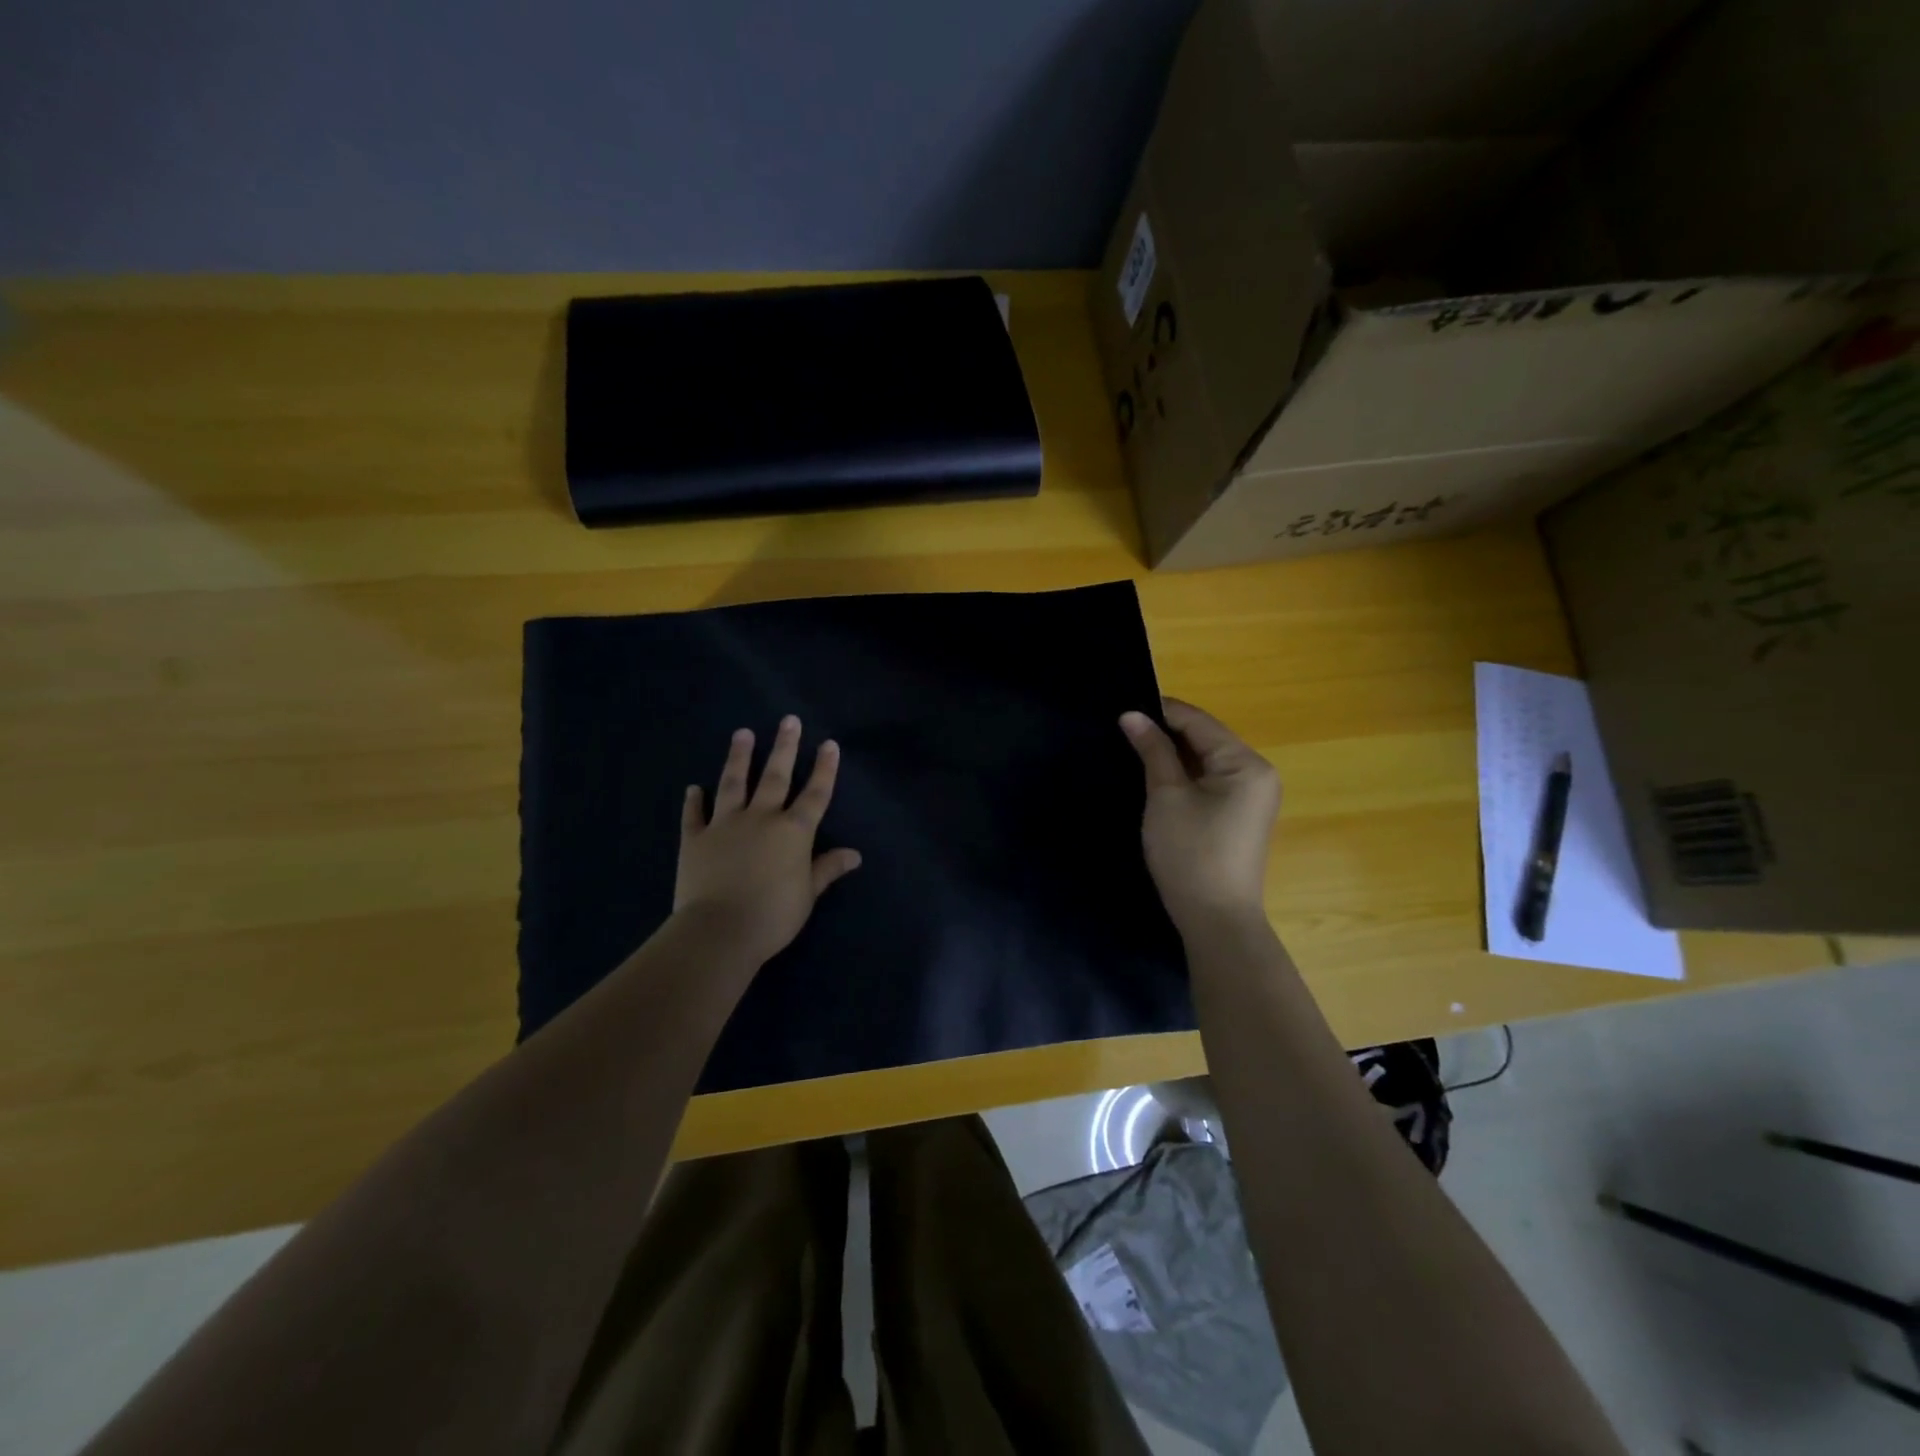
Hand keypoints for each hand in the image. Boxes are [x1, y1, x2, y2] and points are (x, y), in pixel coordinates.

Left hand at [673, 716, 861, 964]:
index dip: (825, 768)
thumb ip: (827, 869)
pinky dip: (693, 801)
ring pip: (734, 784)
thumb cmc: (773, 915)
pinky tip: (693, 788)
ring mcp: (725, 825)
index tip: (829, 743)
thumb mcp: (808, 894)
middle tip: (788, 720)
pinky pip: (694, 816)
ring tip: (742, 733)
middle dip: (785, 747)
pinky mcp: (695, 840)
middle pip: (776, 776)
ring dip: (739, 758)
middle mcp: (761, 818)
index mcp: (794, 831)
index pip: (815, 794)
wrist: (719, 930)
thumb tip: (854, 854)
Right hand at [1119, 698, 1279, 931]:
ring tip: (1134, 747)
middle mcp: (1257, 773)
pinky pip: (1211, 781)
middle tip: (1123, 728)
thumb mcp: (1166, 796)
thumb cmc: (1190, 853)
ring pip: (1206, 759)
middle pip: (1206, 738)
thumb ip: (1153, 750)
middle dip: (1166, 732)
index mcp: (1246, 763)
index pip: (1199, 721)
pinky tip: (1156, 775)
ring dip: (1173, 753)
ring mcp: (1252, 796)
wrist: (1215, 920)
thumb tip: (1132, 715)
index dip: (1161, 711)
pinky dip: (1184, 774)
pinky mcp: (1240, 816)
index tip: (1123, 707)